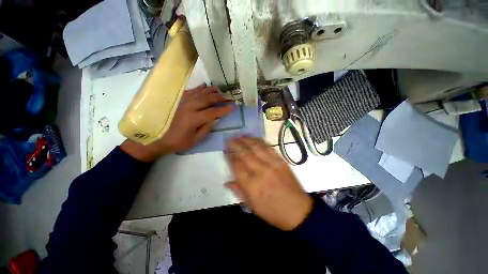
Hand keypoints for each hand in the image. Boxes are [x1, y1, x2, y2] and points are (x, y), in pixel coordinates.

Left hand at [121, 84, 232, 161]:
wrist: (158, 139)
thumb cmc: (178, 142)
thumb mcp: (195, 140)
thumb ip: (207, 128)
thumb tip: (216, 118)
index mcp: (194, 118)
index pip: (213, 112)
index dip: (224, 109)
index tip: (233, 106)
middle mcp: (189, 107)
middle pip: (207, 99)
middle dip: (220, 97)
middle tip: (228, 97)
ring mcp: (182, 102)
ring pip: (200, 92)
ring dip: (211, 90)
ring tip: (219, 90)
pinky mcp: (178, 101)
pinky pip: (190, 91)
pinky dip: (199, 88)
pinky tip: (204, 86)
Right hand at [224, 136, 312, 230]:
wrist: (297, 210)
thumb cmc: (272, 211)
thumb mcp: (252, 206)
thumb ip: (238, 191)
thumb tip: (227, 182)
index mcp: (251, 185)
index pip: (237, 166)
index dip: (230, 157)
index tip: (226, 151)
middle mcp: (260, 171)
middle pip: (245, 154)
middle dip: (235, 145)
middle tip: (230, 139)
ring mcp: (272, 164)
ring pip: (256, 148)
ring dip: (247, 140)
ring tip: (240, 136)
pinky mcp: (281, 160)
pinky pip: (269, 147)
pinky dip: (260, 141)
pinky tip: (255, 138)